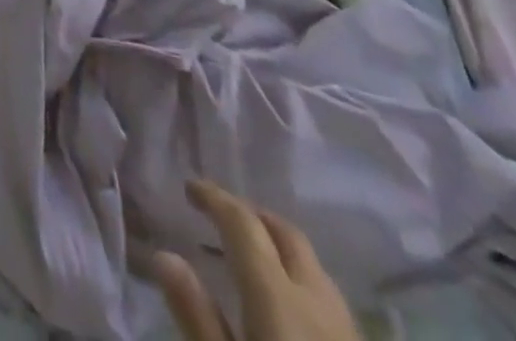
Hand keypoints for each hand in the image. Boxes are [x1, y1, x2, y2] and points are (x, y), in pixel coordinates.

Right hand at [155, 179, 361, 340]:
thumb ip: (197, 316)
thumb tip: (166, 256)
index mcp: (279, 297)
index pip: (243, 224)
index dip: (215, 198)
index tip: (190, 189)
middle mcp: (318, 303)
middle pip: (288, 236)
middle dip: (252, 216)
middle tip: (220, 214)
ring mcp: (349, 335)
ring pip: (314, 268)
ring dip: (280, 248)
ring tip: (251, 256)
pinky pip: (329, 300)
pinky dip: (300, 281)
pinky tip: (287, 307)